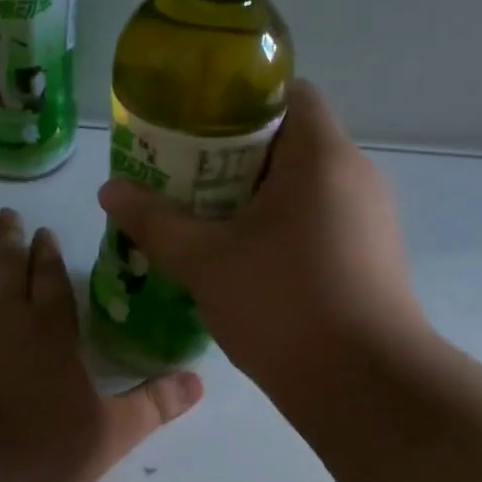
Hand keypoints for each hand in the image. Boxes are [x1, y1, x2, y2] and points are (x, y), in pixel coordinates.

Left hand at [0, 209, 203, 481]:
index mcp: (51, 329)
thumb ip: (154, 404)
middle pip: (8, 264)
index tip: (43, 231)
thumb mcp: (111, 433)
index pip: (51, 278)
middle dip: (11, 237)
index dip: (48, 253)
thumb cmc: (41, 450)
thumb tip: (199, 380)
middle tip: (7, 213)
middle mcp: (5, 315)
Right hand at [97, 80, 431, 390]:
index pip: (290, 93)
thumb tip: (109, 190)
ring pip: (303, 184)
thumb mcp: (204, 261)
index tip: (195, 127)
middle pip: (291, 139)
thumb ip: (153, 220)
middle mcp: (355, 174)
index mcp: (320, 156)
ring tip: (204, 217)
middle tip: (182, 176)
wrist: (366, 388)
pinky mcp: (371, 255)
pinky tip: (243, 257)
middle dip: (233, 154)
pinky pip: (319, 218)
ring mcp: (370, 217)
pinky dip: (280, 224)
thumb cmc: (283, 305)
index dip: (240, 101)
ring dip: (255, 194)